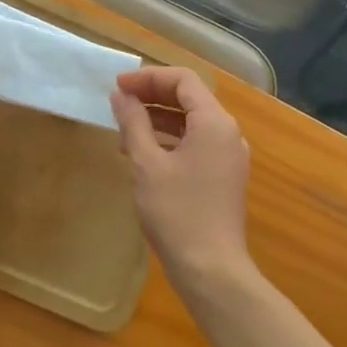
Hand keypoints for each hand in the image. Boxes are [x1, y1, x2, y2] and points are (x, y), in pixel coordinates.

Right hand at [110, 66, 252, 285]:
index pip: (183, 80)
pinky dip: (170, 140)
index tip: (117, 86)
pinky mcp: (224, 176)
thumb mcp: (147, 164)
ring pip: (192, 122)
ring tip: (124, 131)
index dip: (148, 77)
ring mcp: (229, 156)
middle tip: (118, 102)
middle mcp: (228, 133)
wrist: (211, 269)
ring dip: (159, 119)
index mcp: (214, 122)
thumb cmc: (177, 212)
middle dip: (152, 96)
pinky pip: (196, 144)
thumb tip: (121, 96)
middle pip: (190, 98)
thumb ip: (134, 123)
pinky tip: (144, 154)